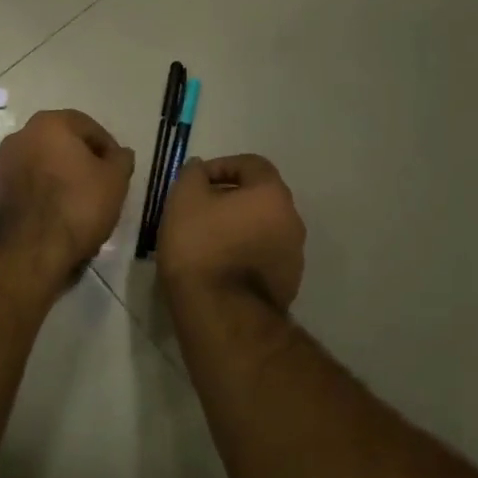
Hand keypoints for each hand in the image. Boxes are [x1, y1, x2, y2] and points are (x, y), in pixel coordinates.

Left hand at [0, 109, 134, 285]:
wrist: (27, 252)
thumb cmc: (77, 206)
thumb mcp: (115, 181)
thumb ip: (121, 160)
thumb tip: (120, 153)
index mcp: (49, 123)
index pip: (89, 127)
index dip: (108, 149)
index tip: (118, 171)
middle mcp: (20, 136)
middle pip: (62, 144)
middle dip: (82, 162)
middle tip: (101, 187)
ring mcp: (3, 164)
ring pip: (44, 165)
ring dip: (62, 178)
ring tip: (81, 205)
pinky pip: (28, 186)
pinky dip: (44, 195)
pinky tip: (58, 217)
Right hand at [157, 154, 305, 310]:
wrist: (222, 313)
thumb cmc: (201, 246)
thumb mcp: (184, 199)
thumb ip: (193, 174)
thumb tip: (200, 168)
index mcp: (272, 194)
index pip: (251, 164)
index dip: (221, 166)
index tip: (196, 181)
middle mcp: (292, 220)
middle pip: (260, 197)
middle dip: (230, 198)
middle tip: (199, 211)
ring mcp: (293, 255)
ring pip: (263, 228)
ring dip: (238, 228)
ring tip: (206, 241)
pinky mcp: (287, 285)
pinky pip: (263, 257)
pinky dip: (243, 254)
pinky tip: (218, 267)